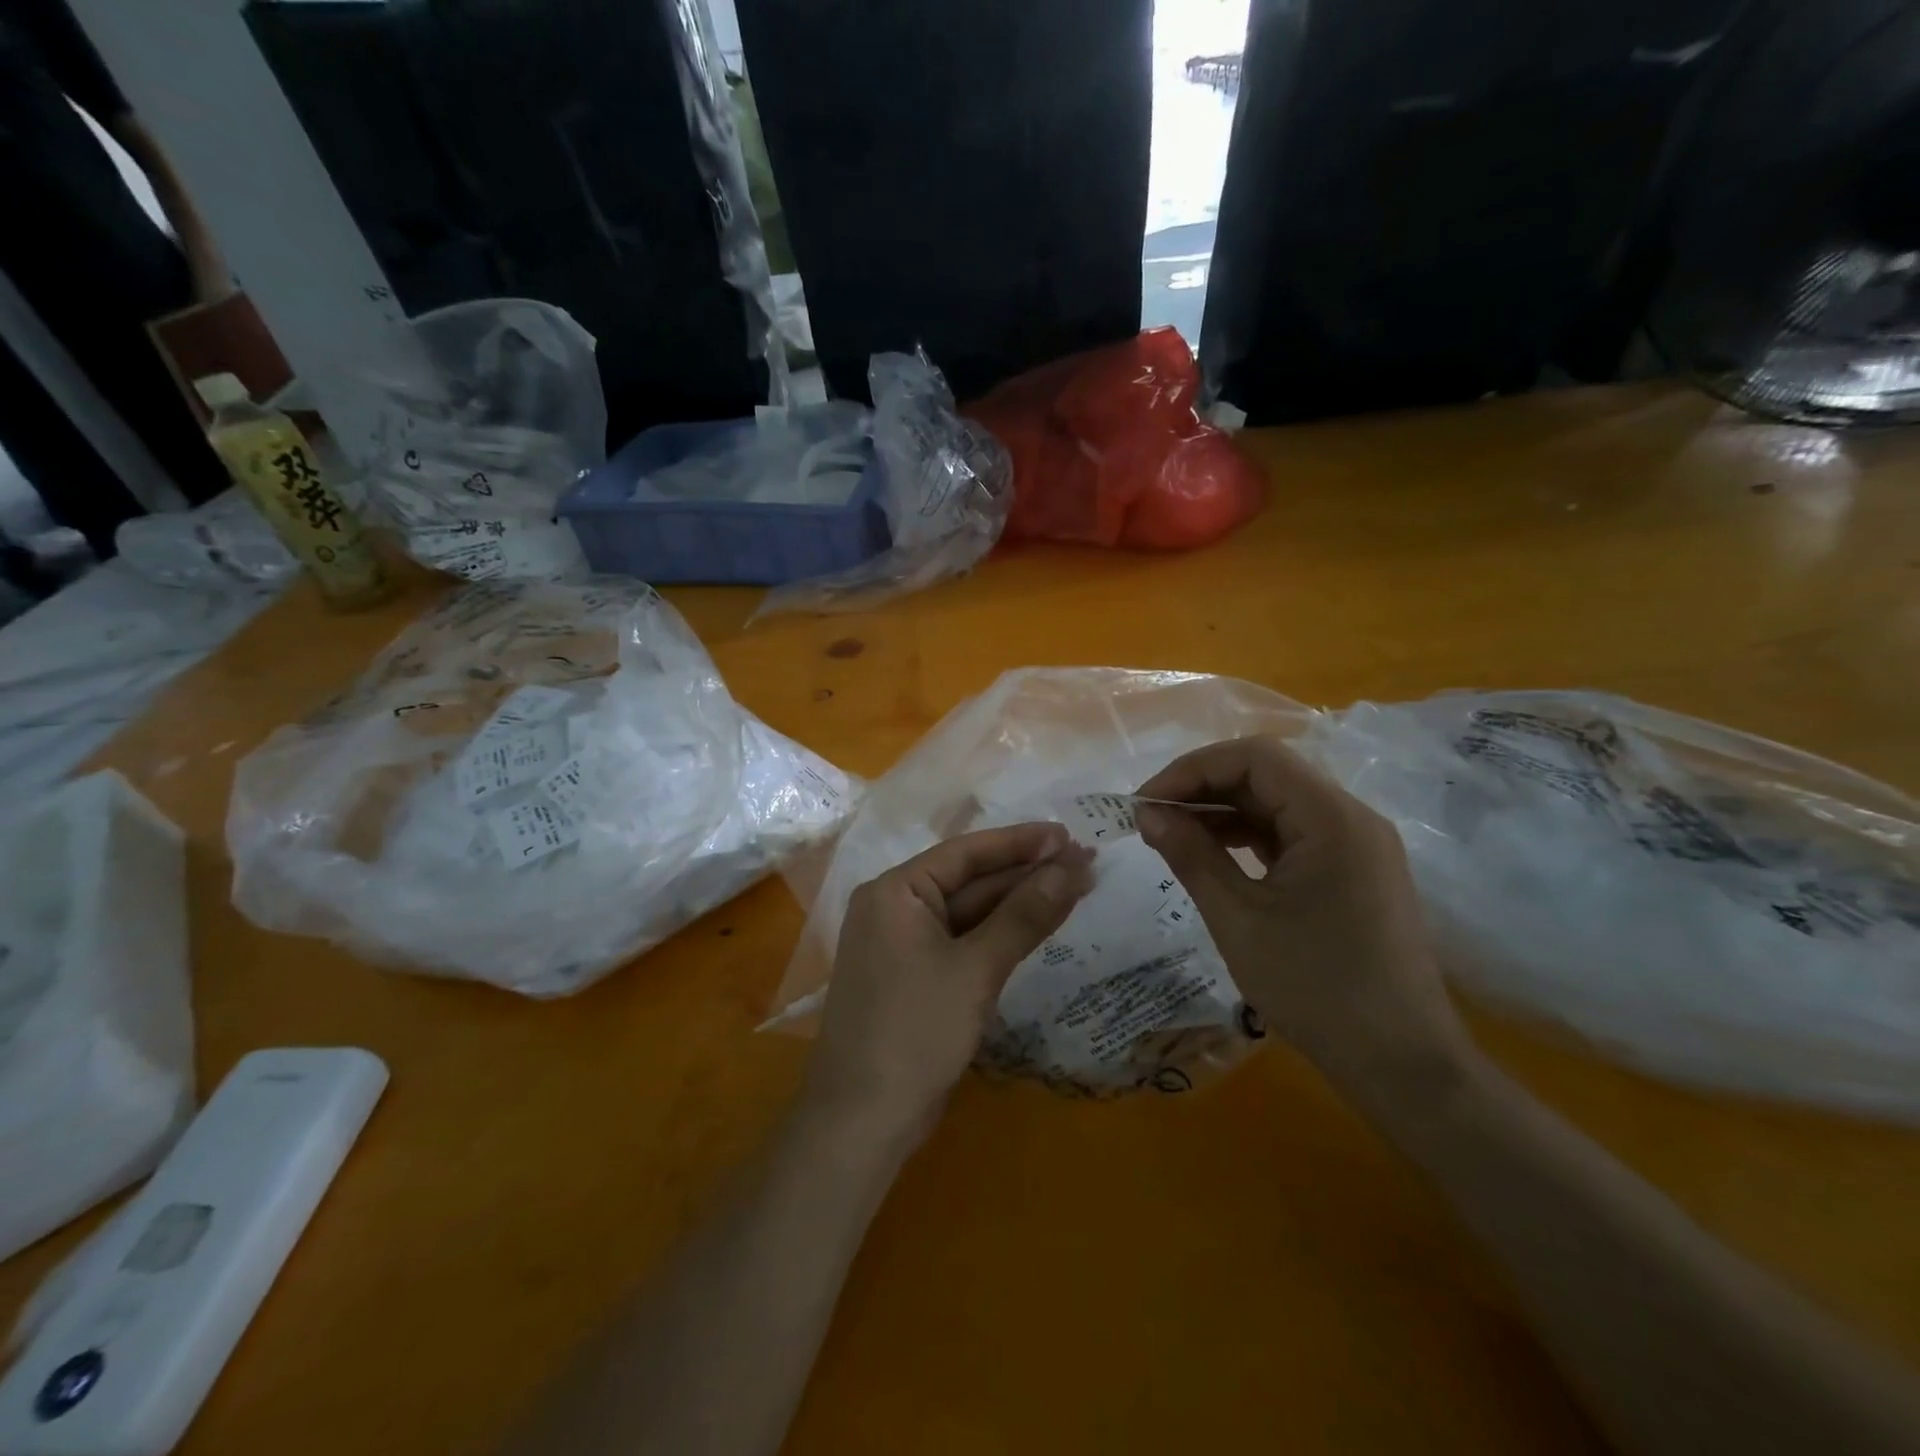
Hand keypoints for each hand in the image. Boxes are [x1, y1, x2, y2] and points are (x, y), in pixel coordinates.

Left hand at [805, 823, 1094, 1147]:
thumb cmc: (915, 1031)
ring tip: (1076, 887)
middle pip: (969, 881)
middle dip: (1026, 874)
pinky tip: (1039, 926)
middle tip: (1085, 863)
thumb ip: (1024, 915)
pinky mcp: (917, 977)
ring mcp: (904, 945)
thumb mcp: (976, 969)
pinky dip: (1000, 936)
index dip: (1021, 842)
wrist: (863, 1121)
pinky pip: (963, 942)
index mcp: (895, 891)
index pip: (966, 852)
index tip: (1069, 835)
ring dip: (1018, 905)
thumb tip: (1072, 866)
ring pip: (970, 913)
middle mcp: (895, 908)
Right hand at [1136, 736, 1472, 1094]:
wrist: (1402, 1065)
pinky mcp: (1352, 872)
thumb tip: (1148, 814)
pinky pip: (1292, 836)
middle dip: (1203, 789)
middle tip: (1151, 821)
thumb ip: (1191, 856)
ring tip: (1171, 838)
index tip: (1146, 803)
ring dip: (1222, 813)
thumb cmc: (1316, 988)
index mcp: (1332, 818)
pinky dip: (1247, 838)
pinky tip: (1211, 857)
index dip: (1192, 770)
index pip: (1254, 757)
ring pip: (1277, 804)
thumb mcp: (1239, 919)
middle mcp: (1350, 818)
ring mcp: (1356, 846)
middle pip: (1267, 775)